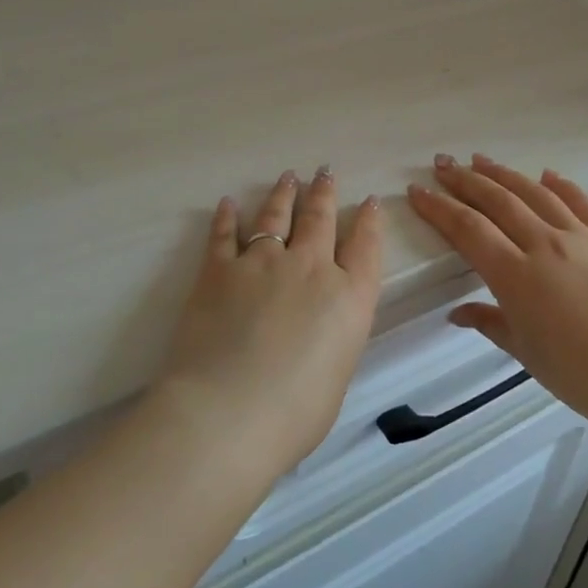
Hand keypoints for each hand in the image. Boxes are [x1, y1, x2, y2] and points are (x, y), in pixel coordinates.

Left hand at [154, 168, 382, 475]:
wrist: (227, 414)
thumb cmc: (294, 414)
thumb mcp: (337, 375)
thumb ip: (333, 340)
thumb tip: (317, 332)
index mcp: (349, 297)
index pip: (366, 246)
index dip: (369, 221)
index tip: (369, 202)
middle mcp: (310, 268)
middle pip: (320, 219)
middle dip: (324, 193)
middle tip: (324, 173)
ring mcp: (262, 263)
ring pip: (276, 216)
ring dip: (283, 194)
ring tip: (288, 177)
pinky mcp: (218, 270)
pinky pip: (224, 234)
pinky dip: (226, 217)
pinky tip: (228, 204)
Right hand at [407, 155, 587, 433]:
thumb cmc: (575, 372)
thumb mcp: (523, 349)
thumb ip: (488, 321)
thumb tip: (457, 312)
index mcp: (516, 276)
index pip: (468, 230)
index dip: (439, 208)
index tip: (418, 192)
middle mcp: (545, 245)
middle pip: (498, 201)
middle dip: (465, 180)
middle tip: (443, 164)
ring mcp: (582, 237)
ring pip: (536, 193)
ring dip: (504, 174)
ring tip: (481, 160)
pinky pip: (582, 202)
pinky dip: (561, 185)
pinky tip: (546, 174)